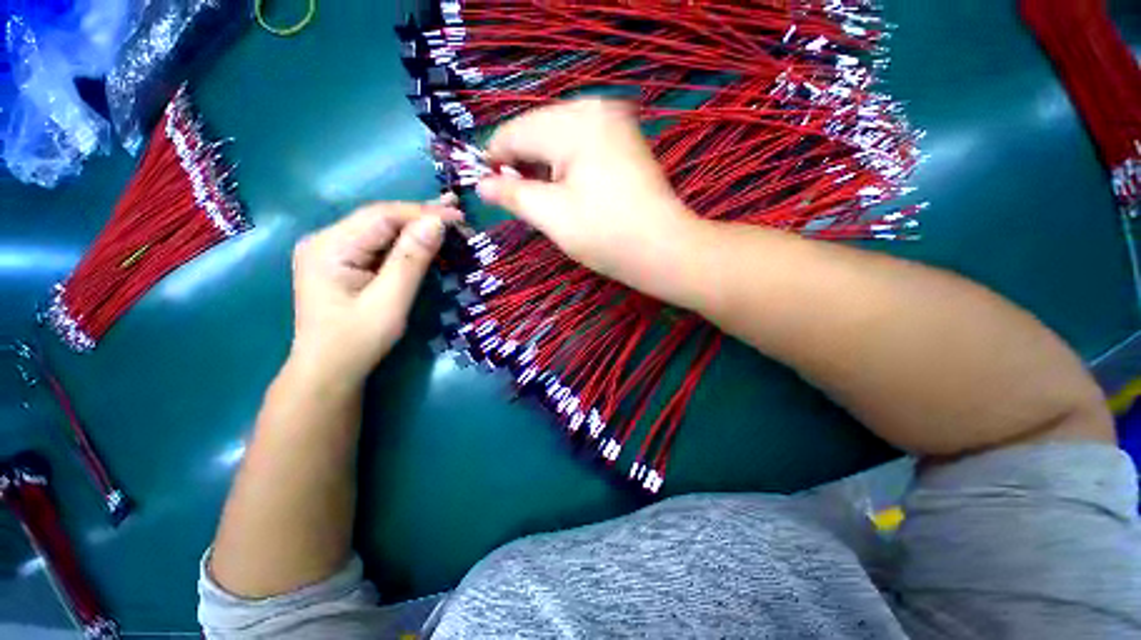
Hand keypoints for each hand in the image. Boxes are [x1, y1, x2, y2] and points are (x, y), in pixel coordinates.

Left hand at [288, 200, 461, 385]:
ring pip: (382, 229)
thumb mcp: (390, 301)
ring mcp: (332, 250)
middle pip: (380, 218)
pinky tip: (426, 236)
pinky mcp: (343, 262)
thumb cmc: (358, 341)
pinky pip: (379, 244)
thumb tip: (437, 222)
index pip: (381, 216)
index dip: (423, 212)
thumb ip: (411, 259)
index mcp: (329, 247)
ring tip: (449, 219)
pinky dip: (406, 241)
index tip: (459, 215)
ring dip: (416, 226)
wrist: (329, 372)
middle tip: (458, 212)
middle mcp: (325, 240)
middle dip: (421, 216)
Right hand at [477, 99, 699, 296]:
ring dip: (544, 164)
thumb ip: (513, 195)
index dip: (494, 159)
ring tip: (543, 196)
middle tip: (518, 198)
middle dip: (522, 163)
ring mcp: (614, 122)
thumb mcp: (552, 216)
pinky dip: (566, 163)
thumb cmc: (606, 235)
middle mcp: (595, 108)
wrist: (663, 250)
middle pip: (537, 129)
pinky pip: (581, 143)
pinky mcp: (624, 140)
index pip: (515, 131)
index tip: (485, 186)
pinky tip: (566, 186)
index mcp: (573, 122)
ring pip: (559, 136)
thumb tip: (481, 185)